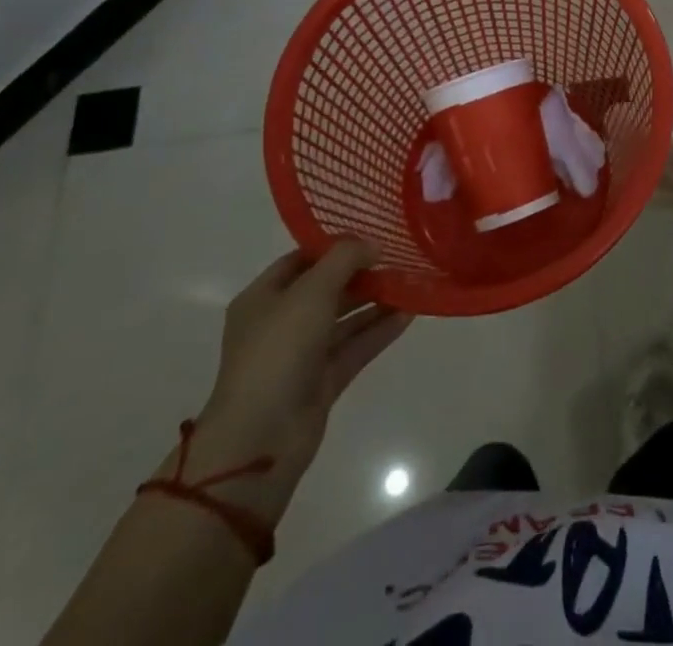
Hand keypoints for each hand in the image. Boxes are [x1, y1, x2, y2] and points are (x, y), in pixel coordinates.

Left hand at [186, 242, 409, 521]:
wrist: (261, 438)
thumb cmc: (278, 351)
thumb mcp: (312, 291)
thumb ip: (345, 259)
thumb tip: (373, 244)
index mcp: (263, 298)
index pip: (301, 260)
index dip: (334, 246)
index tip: (372, 234)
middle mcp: (280, 323)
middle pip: (326, 289)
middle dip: (361, 273)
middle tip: (399, 257)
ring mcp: (301, 354)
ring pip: (344, 319)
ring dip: (375, 301)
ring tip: (411, 282)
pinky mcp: (322, 381)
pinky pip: (355, 347)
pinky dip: (379, 331)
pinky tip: (410, 314)